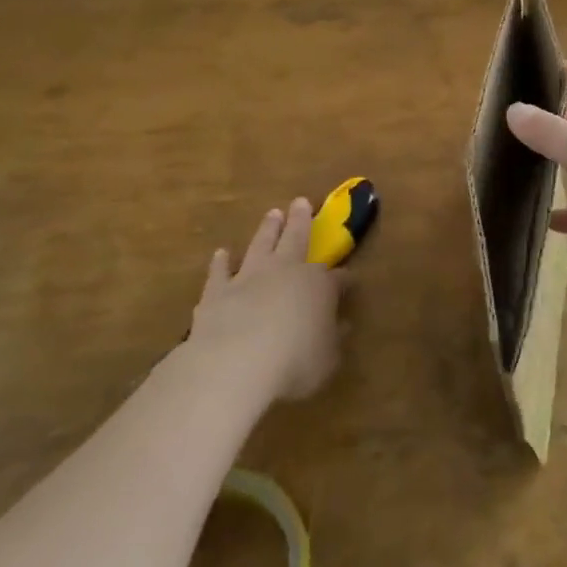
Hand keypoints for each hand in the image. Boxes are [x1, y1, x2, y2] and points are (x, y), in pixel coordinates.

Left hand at [186, 198, 347, 402]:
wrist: (235, 364)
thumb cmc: (293, 363)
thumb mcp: (327, 358)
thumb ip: (333, 339)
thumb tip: (342, 325)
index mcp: (317, 284)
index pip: (336, 278)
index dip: (344, 279)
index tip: (349, 279)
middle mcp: (285, 271)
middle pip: (295, 238)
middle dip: (301, 220)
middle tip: (301, 201)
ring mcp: (248, 278)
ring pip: (261, 244)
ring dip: (267, 229)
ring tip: (272, 214)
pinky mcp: (217, 292)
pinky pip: (220, 272)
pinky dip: (221, 262)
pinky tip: (221, 254)